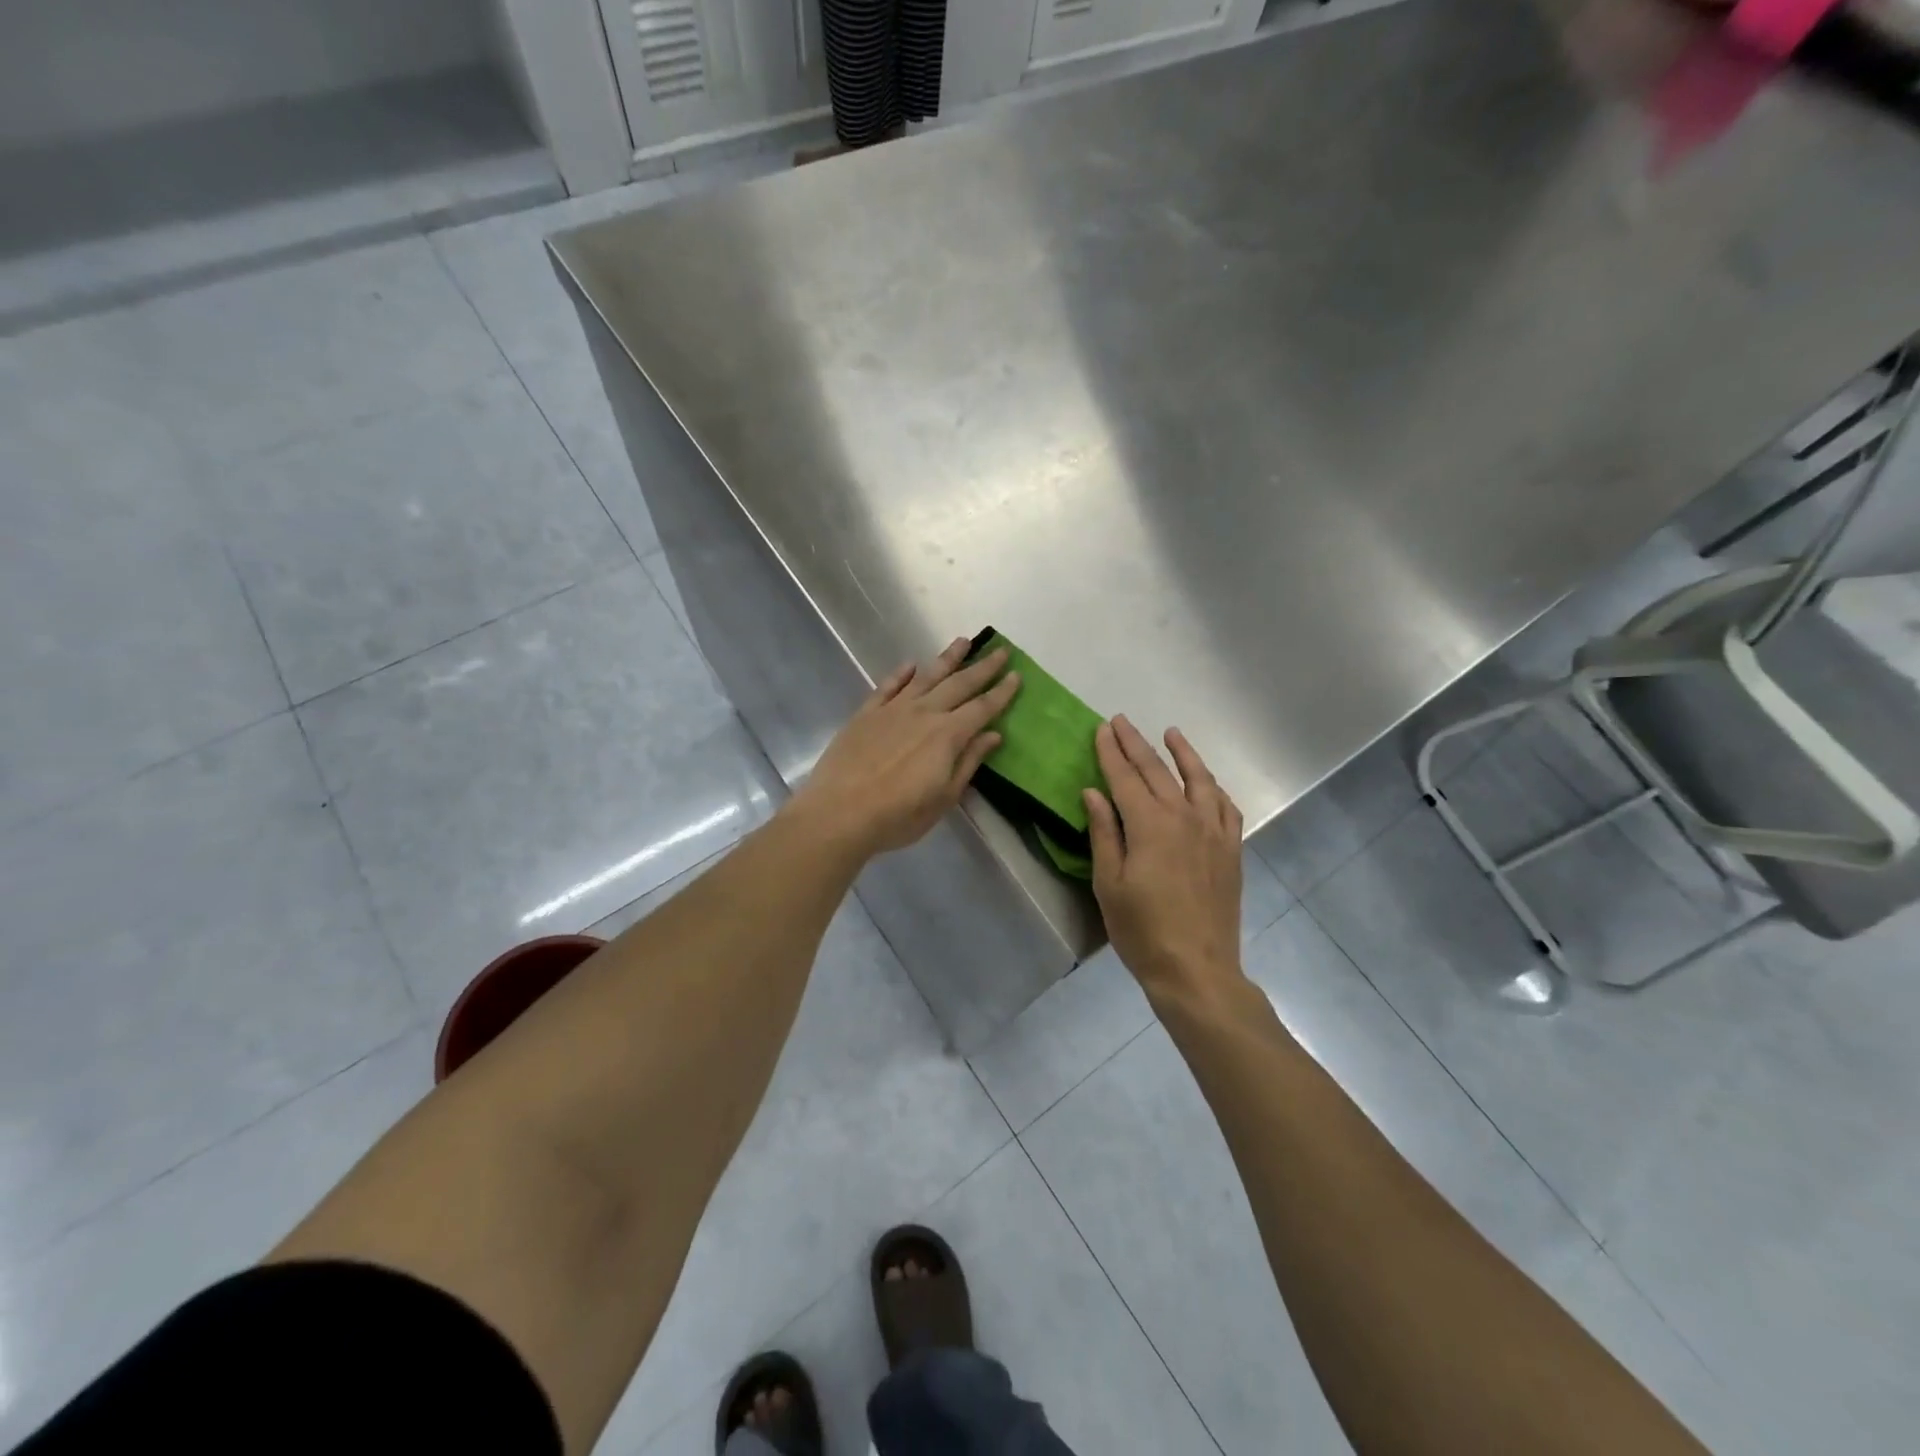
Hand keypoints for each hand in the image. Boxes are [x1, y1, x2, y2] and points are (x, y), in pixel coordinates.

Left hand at [789, 637, 1019, 859]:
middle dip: (983, 668)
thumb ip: (968, 762)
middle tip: (1000, 651)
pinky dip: (901, 674)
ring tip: (963, 641)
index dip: (1002, 692)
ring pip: (926, 676)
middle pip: (959, 684)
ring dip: (947, 658)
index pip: (982, 708)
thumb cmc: (898, 815)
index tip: (1017, 676)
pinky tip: (911, 665)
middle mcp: (924, 713)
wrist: (839, 813)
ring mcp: (893, 710)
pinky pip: (888, 686)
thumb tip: (992, 735)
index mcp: (948, 735)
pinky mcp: (866, 713)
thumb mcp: (944, 797)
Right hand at [1084, 717, 1243, 1002]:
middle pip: (1157, 771)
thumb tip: (1094, 793)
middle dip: (1136, 743)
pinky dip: (1212, 786)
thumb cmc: (1142, 930)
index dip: (1111, 752)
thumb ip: (1103, 833)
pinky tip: (1206, 782)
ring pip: (1198, 779)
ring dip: (1182, 753)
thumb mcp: (1109, 884)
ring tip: (1170, 733)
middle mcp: (1184, 817)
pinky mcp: (1231, 849)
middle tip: (1121, 721)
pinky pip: (1225, 805)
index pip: (1125, 777)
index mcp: (1149, 825)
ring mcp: (1213, 831)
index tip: (1101, 729)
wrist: (1196, 968)